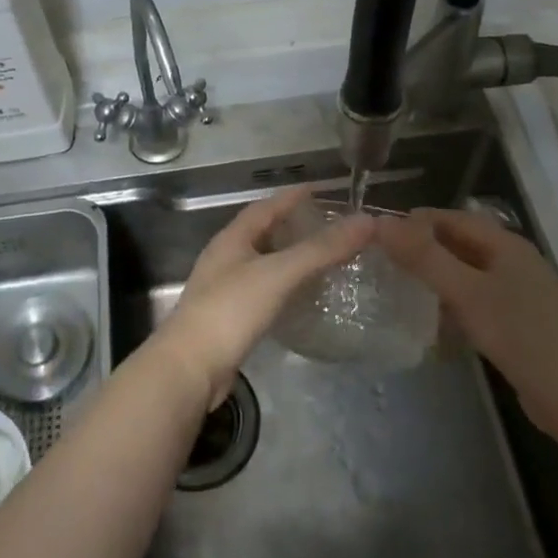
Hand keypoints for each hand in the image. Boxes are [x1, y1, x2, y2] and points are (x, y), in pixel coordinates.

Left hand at [153, 187, 374, 407]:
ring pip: (263, 263)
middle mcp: (225, 258)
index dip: (291, 197)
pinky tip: (301, 297)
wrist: (191, 368)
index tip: (319, 190)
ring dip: (289, 257)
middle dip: (292, 226)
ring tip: (322, 258)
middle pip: (262, 233)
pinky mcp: (230, 318)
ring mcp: (224, 289)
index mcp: (232, 239)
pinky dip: (284, 287)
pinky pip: (263, 291)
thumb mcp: (279, 273)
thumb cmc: (231, 310)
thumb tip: (366, 221)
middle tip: (327, 226)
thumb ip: (321, 249)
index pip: (265, 207)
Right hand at [378, 208, 557, 434]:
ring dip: (436, 277)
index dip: (415, 221)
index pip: (452, 217)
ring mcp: (519, 293)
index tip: (378, 235)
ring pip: (467, 273)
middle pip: (460, 243)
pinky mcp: (518, 322)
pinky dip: (452, 302)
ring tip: (400, 288)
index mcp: (506, 244)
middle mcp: (513, 261)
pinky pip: (476, 300)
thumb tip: (381, 224)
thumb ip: (424, 257)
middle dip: (423, 249)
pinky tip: (434, 320)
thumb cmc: (520, 334)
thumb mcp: (466, 292)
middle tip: (383, 262)